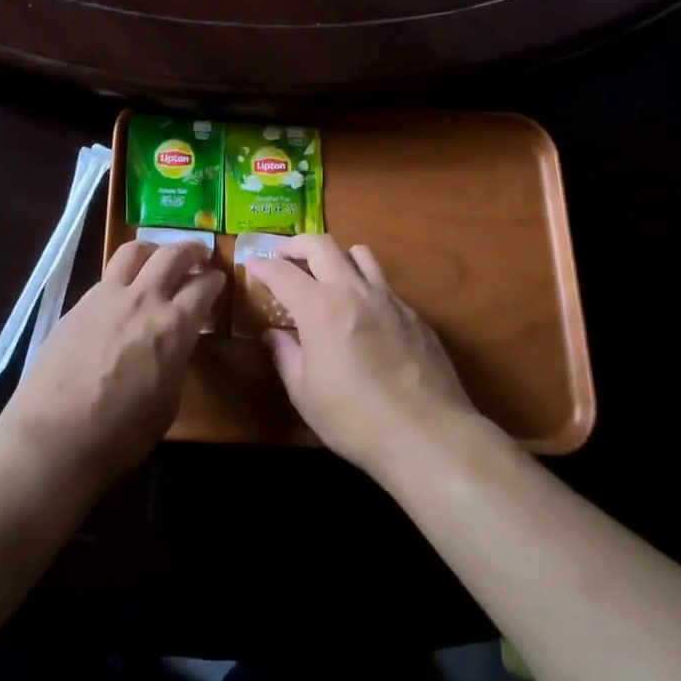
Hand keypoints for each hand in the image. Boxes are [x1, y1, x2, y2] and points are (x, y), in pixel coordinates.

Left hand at [0, 240, 223, 493]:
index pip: (203, 287)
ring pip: (133, 251)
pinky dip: (123, 275)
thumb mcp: (168, 401)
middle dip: (191, 249)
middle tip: (200, 253)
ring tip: (158, 256)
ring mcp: (106, 297)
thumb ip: (175, 360)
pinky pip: (107, 277)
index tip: (219, 279)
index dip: (215, 280)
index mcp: (173, 326)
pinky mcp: (77, 304)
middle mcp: (143, 299)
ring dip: (153, 248)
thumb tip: (174, 343)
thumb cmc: (120, 434)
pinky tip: (122, 292)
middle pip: (171, 255)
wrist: (53, 437)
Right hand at [247, 235, 477, 479]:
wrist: (428, 435)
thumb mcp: (305, 394)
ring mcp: (388, 298)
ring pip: (359, 253)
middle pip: (320, 244)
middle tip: (282, 255)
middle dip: (295, 244)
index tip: (251, 264)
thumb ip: (285, 355)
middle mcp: (353, 291)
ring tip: (326, 273)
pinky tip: (362, 313)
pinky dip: (364, 285)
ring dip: (335, 256)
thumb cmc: (355, 420)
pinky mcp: (414, 313)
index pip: (282, 272)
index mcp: (319, 308)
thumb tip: (273, 334)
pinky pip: (383, 283)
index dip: (262, 265)